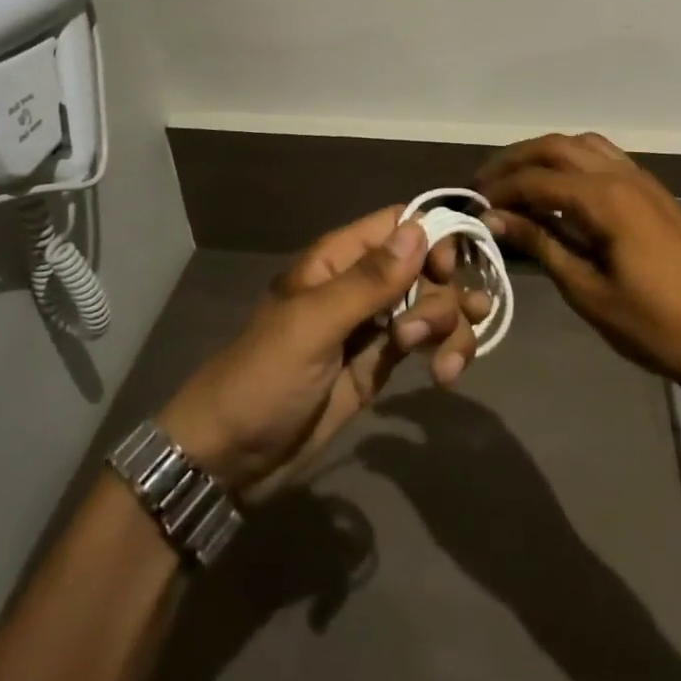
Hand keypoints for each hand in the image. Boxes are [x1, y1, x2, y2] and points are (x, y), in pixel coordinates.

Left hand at [158, 208, 491, 500]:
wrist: (230, 456)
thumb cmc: (264, 379)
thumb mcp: (313, 326)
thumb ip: (368, 282)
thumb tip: (420, 230)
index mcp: (338, 261)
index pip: (399, 224)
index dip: (432, 238)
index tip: (446, 273)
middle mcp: (360, 285)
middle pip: (425, 267)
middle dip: (441, 298)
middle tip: (418, 337)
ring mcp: (372, 326)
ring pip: (432, 305)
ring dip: (451, 328)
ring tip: (447, 367)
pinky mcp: (379, 365)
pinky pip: (425, 343)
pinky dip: (445, 351)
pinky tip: (445, 376)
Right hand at [476, 133, 680, 395]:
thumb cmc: (655, 324)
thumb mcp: (589, 292)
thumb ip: (542, 245)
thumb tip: (497, 219)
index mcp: (604, 199)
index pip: (536, 179)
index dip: (500, 190)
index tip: (474, 206)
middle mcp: (621, 176)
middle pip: (556, 146)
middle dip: (515, 160)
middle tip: (485, 184)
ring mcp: (642, 180)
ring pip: (582, 144)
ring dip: (545, 154)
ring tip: (518, 180)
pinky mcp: (654, 193)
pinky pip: (604, 157)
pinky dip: (573, 160)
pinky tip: (560, 188)